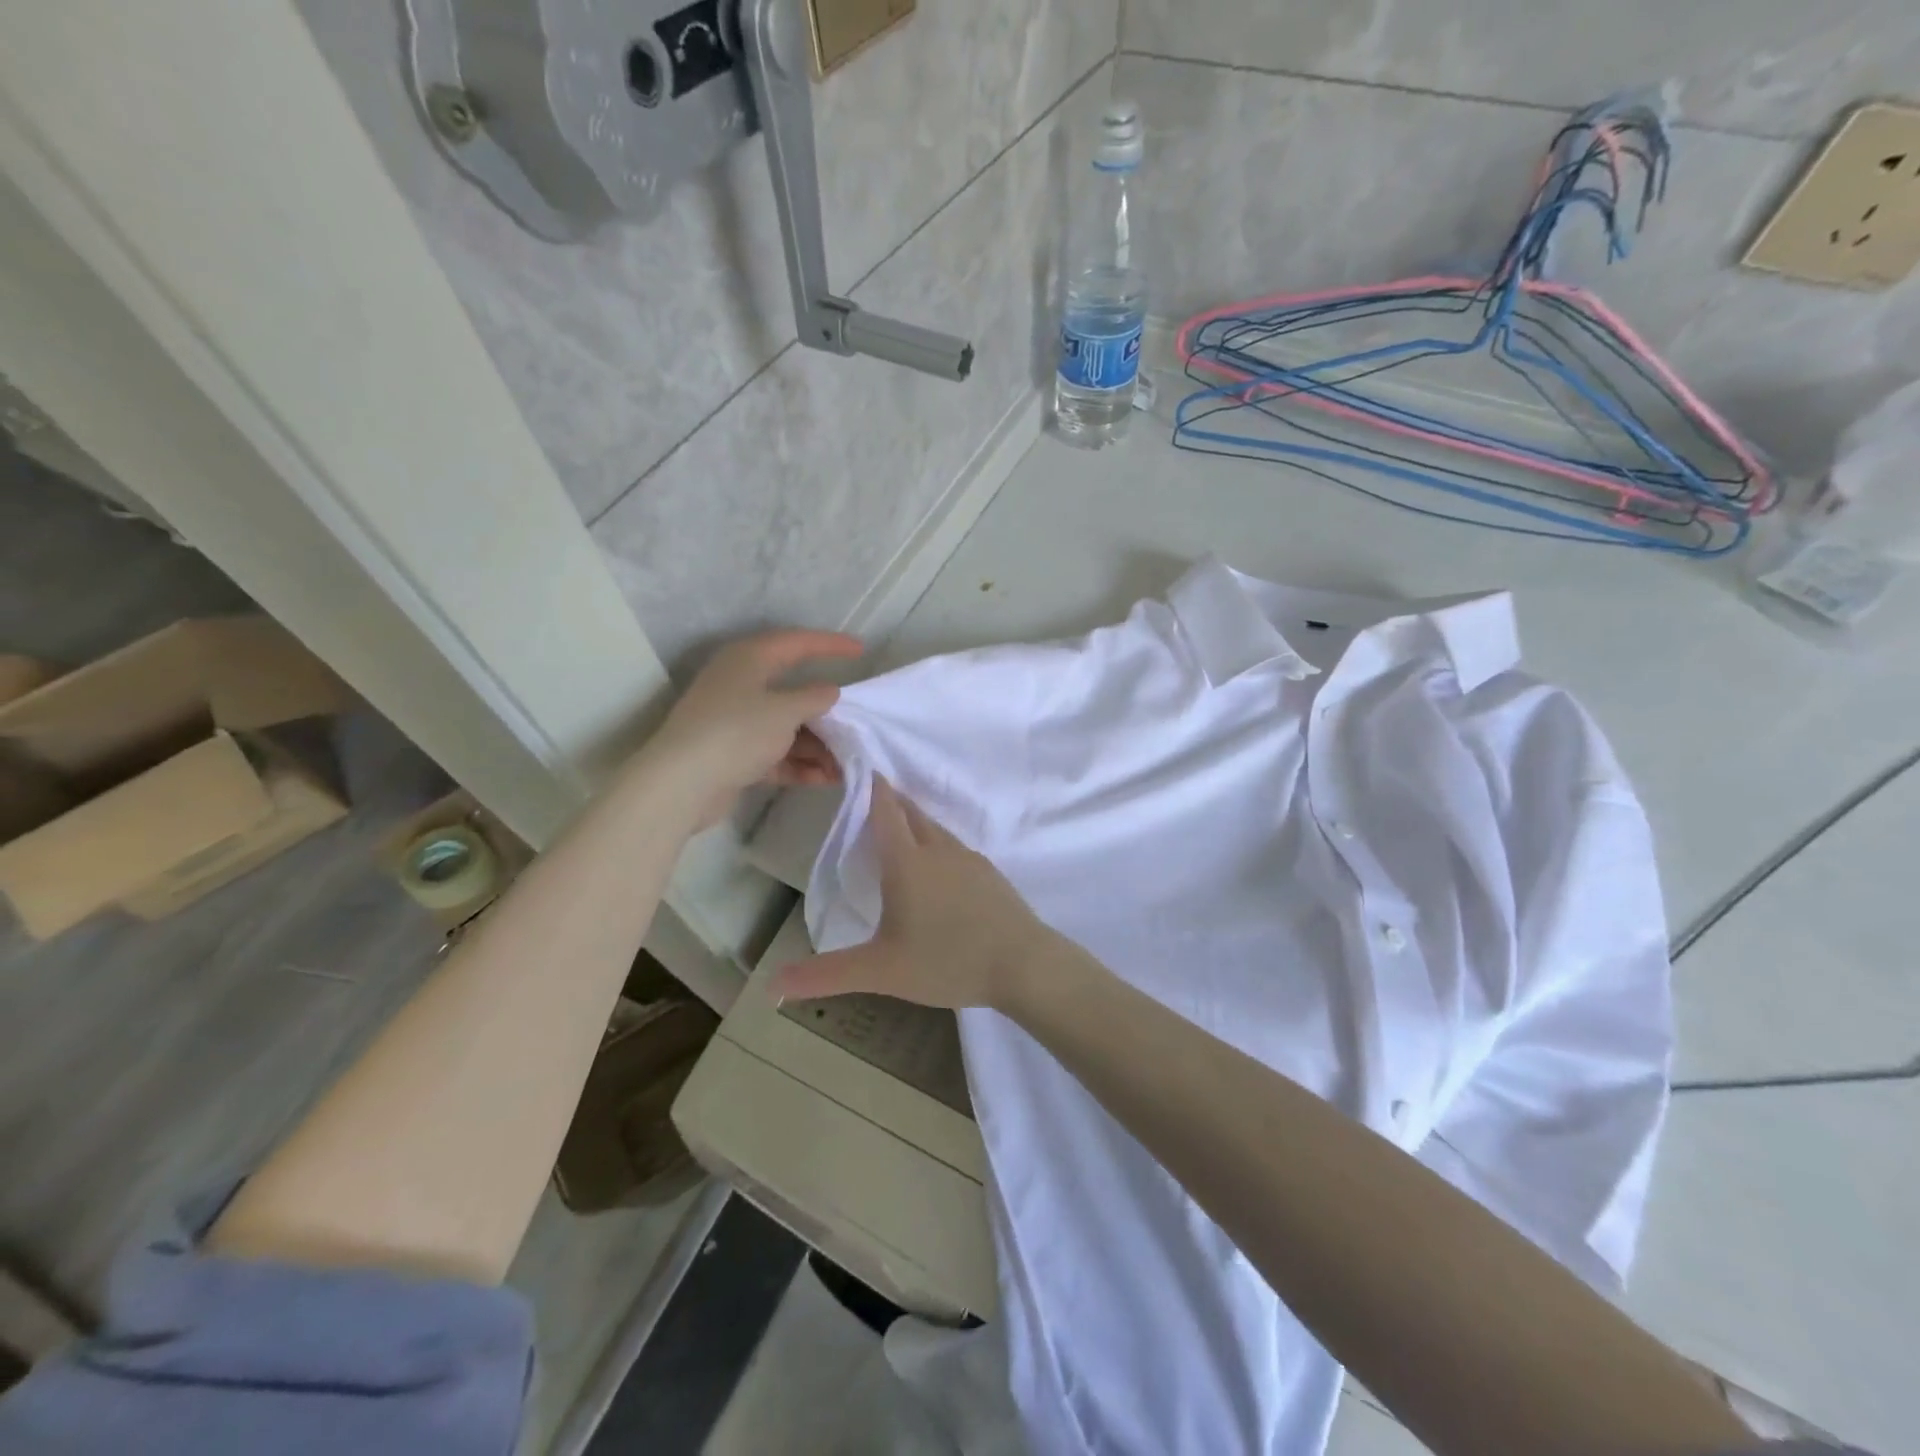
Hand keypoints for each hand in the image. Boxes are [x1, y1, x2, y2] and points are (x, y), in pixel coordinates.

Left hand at [644, 630, 863, 829]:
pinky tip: (825, 779)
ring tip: (846, 764)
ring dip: (817, 745)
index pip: (797, 643)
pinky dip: (799, 764)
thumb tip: (830, 691)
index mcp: (750, 659)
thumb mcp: (785, 711)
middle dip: (827, 713)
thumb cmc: (736, 732)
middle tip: (856, 723)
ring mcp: (736, 721)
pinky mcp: (733, 754)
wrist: (683, 783)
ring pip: (786, 727)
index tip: (861, 651)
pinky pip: (775, 753)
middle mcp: (741, 684)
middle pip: (793, 692)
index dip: (830, 645)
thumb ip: (814, 698)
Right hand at [772, 778, 1068, 1011]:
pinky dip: (937, 844)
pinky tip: (938, 868)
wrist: (1024, 964)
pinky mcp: (990, 874)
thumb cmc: (947, 961)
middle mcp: (937, 850)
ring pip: (935, 829)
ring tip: (900, 829)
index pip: (885, 812)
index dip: (872, 788)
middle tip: (873, 796)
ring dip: (915, 822)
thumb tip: (772, 984)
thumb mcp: (881, 971)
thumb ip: (826, 974)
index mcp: (907, 862)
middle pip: (911, 813)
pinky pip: (955, 848)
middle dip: (891, 802)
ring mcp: (968, 859)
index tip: (862, 768)